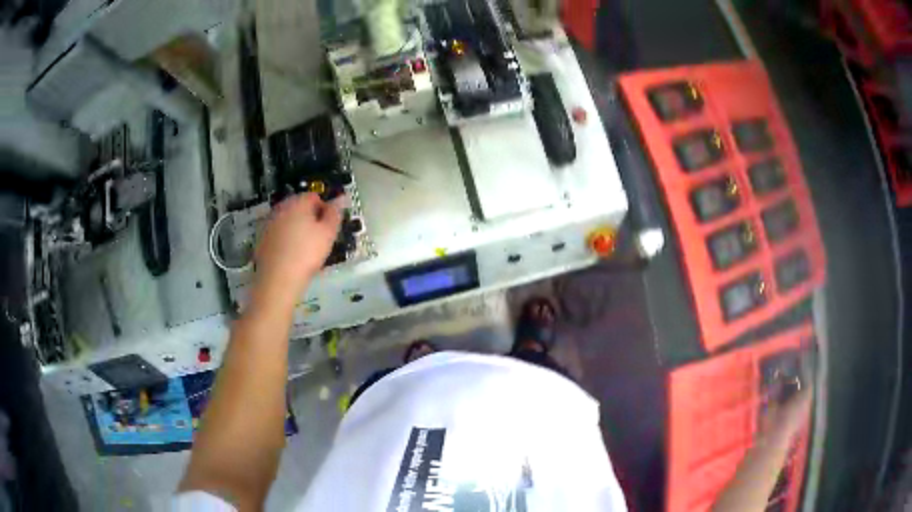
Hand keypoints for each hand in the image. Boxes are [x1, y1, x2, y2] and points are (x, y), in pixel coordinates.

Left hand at [252, 193, 341, 303]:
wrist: (278, 279)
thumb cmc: (306, 254)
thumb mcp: (328, 233)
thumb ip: (335, 213)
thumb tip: (340, 199)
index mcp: (297, 202)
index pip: (315, 196)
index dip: (325, 209)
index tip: (329, 225)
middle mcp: (280, 209)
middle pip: (299, 207)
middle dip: (310, 218)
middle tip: (319, 238)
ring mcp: (269, 224)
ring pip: (288, 221)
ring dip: (297, 229)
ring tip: (305, 249)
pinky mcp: (262, 240)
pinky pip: (278, 235)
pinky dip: (285, 241)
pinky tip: (292, 256)